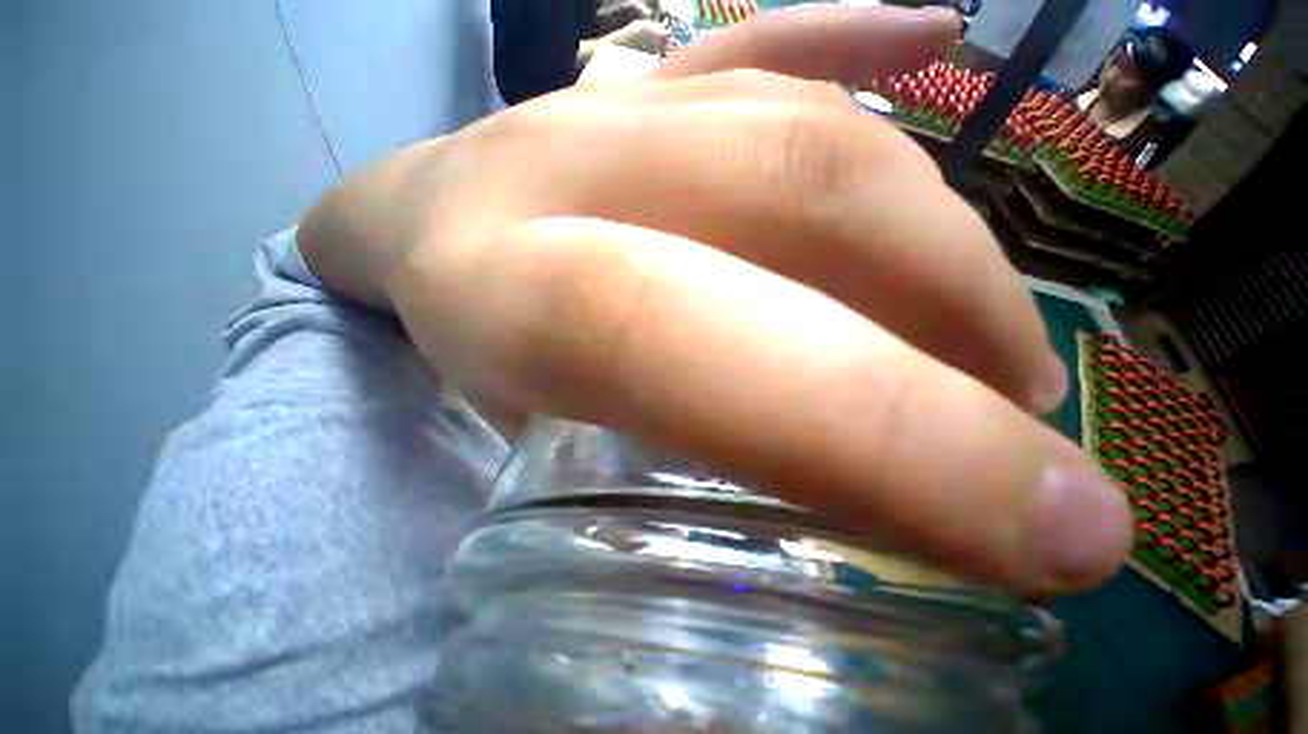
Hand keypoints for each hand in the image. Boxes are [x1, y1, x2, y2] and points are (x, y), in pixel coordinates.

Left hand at [300, 6, 1129, 597]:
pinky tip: (932, 35)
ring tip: (989, 329)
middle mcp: (565, 165)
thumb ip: (613, 495)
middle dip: (947, 303)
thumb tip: (763, 535)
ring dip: (928, 233)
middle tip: (1016, 403)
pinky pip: (764, 43)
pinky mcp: (639, 77)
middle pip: (803, 197)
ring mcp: (611, 100)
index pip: (675, 333)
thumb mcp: (507, 454)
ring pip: (812, 133)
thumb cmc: (441, 360)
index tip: (1026, 515)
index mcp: (500, 285)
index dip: (873, 432)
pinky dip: (857, 34)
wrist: (398, 233)